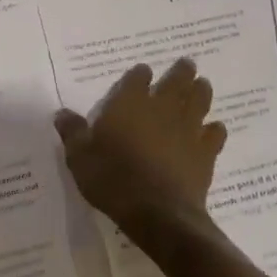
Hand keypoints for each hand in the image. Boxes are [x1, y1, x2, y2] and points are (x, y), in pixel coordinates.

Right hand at [54, 58, 226, 249]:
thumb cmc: (113, 179)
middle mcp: (161, 107)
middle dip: (181, 71)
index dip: (141, 74)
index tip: (143, 72)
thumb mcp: (80, 157)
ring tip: (202, 85)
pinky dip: (215, 129)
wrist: (157, 212)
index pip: (137, 78)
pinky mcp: (206, 151)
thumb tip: (62, 113)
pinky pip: (215, 133)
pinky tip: (214, 129)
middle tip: (187, 64)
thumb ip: (73, 132)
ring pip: (199, 100)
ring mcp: (187, 128)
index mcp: (129, 103)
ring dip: (201, 91)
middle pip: (176, 80)